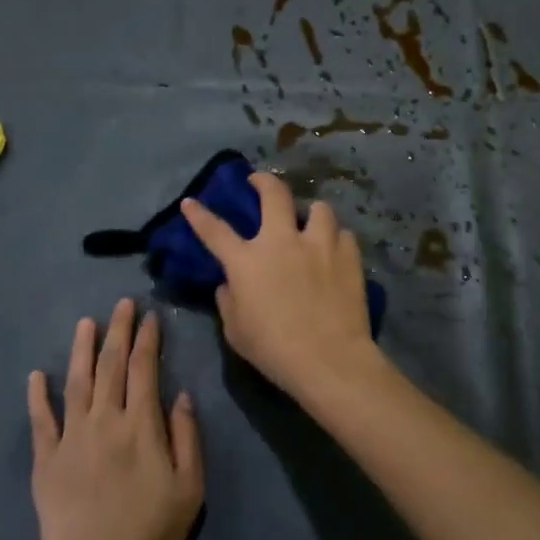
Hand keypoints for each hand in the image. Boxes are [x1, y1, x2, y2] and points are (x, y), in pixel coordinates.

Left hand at [27, 300, 203, 539]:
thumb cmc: (152, 533)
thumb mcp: (189, 488)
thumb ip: (187, 437)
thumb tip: (181, 395)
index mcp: (140, 425)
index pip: (144, 368)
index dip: (147, 339)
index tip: (150, 316)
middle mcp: (104, 421)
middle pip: (110, 365)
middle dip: (117, 330)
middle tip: (121, 304)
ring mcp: (71, 438)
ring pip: (76, 382)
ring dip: (81, 349)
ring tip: (86, 322)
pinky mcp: (46, 460)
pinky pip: (40, 420)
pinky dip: (38, 395)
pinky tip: (36, 374)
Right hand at [181, 172, 385, 401]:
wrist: (328, 358)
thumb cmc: (274, 350)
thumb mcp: (236, 331)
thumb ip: (229, 301)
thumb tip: (230, 284)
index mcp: (247, 261)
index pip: (215, 231)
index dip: (199, 215)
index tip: (191, 201)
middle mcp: (282, 241)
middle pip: (273, 194)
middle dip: (263, 181)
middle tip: (259, 182)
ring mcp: (319, 244)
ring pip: (318, 208)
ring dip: (311, 213)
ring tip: (311, 222)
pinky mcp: (348, 255)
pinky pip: (343, 235)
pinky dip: (337, 241)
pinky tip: (336, 252)